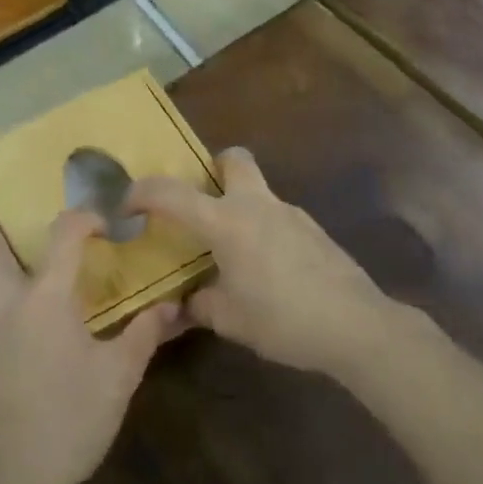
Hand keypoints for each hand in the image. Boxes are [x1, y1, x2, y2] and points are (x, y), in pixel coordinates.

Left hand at [0, 200, 183, 483]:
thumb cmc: (69, 419)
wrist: (9, 480)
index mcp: (45, 297)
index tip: (106, 220)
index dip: (85, 218)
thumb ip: (143, 334)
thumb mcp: (118, 376)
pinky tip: (34, 317)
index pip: (64, 235)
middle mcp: (9, 303)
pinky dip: (10, 296)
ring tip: (29, 251)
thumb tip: (170, 305)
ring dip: (3, 257)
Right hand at [127, 148, 397, 379]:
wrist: (356, 324)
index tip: (126, 204)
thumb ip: (198, 306)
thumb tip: (180, 305)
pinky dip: (264, 231)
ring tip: (234, 253)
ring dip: (240, 207)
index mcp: (226, 222)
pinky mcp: (313, 230)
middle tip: (202, 201)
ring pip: (258, 190)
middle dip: (213, 168)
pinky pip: (278, 217)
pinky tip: (269, 271)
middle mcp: (256, 205)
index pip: (172, 194)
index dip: (142, 193)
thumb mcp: (230, 320)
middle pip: (233, 159)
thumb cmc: (283, 319)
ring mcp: (290, 213)